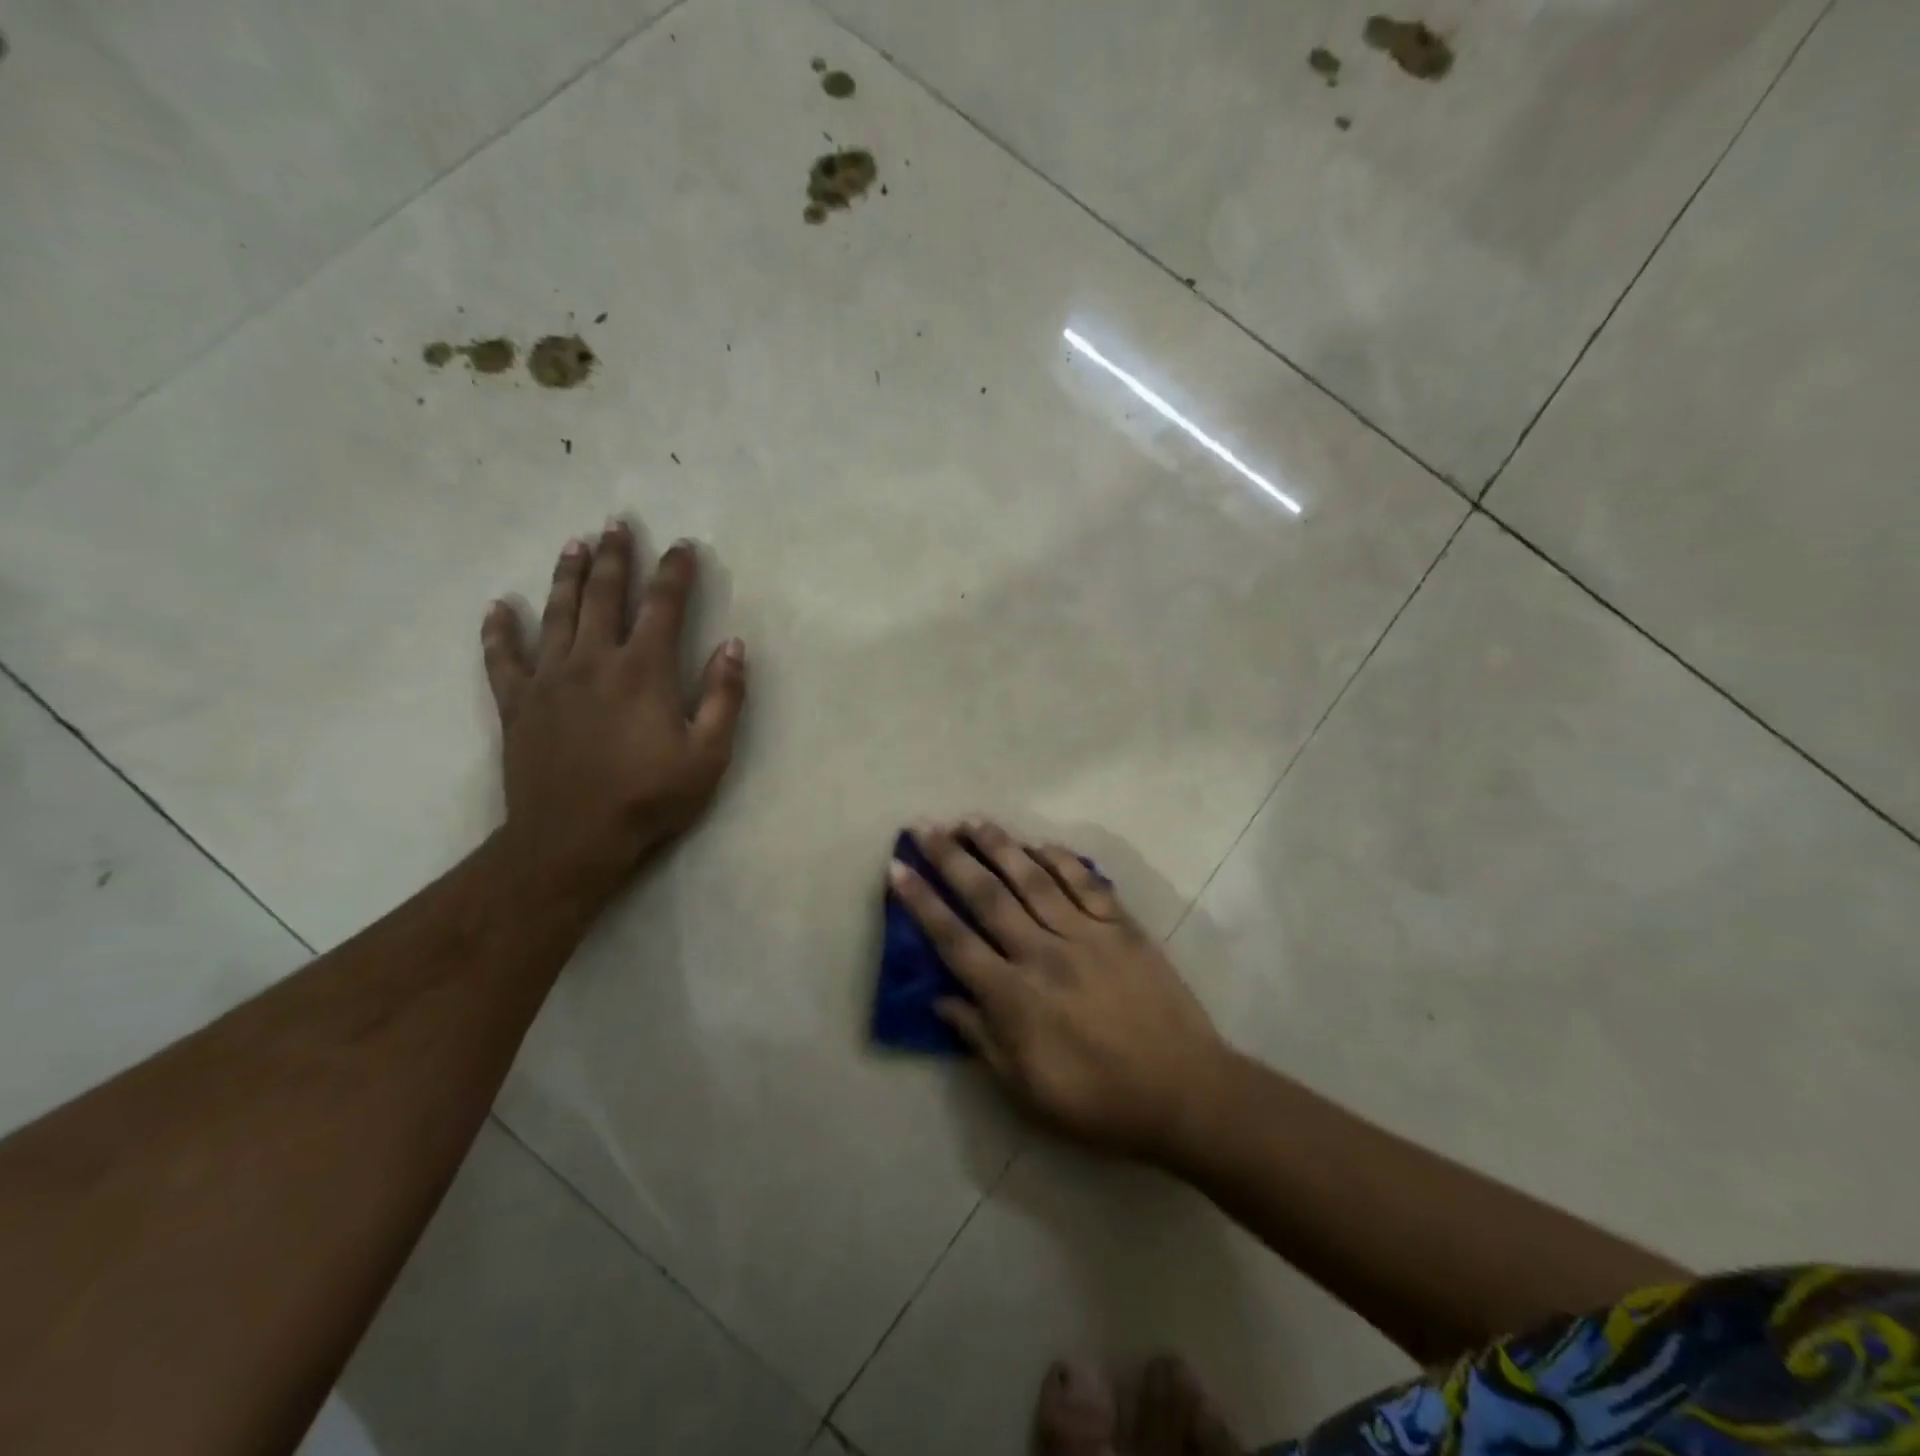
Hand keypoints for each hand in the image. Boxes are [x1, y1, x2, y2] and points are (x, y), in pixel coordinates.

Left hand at [482, 520, 746, 909]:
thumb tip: (733, 645)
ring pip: (557, 613)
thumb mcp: (708, 754)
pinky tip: (499, 607)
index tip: (683, 546)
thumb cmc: (649, 797)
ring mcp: (549, 678)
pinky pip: (503, 657)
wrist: (572, 838)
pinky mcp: (517, 703)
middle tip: (617, 524)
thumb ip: (724, 697)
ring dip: (567, 576)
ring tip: (574, 544)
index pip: (664, 606)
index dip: (676, 572)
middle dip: (615, 557)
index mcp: (644, 670)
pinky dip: (500, 630)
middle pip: (605, 595)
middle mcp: (594, 660)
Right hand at [889, 819, 1230, 1162]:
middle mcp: (1044, 954)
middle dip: (951, 858)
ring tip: (972, 821)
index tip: (898, 868)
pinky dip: (1061, 859)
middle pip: (988, 896)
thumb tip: (941, 997)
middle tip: (925, 826)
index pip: (954, 939)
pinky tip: (1041, 844)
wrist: (1184, 1092)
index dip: (922, 902)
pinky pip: (1087, 883)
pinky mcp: (1123, 927)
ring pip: (1034, 879)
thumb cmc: (1098, 1101)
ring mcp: (1087, 935)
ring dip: (1000, 846)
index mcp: (1015, 997)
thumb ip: (980, 1038)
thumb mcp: (1026, 1089)